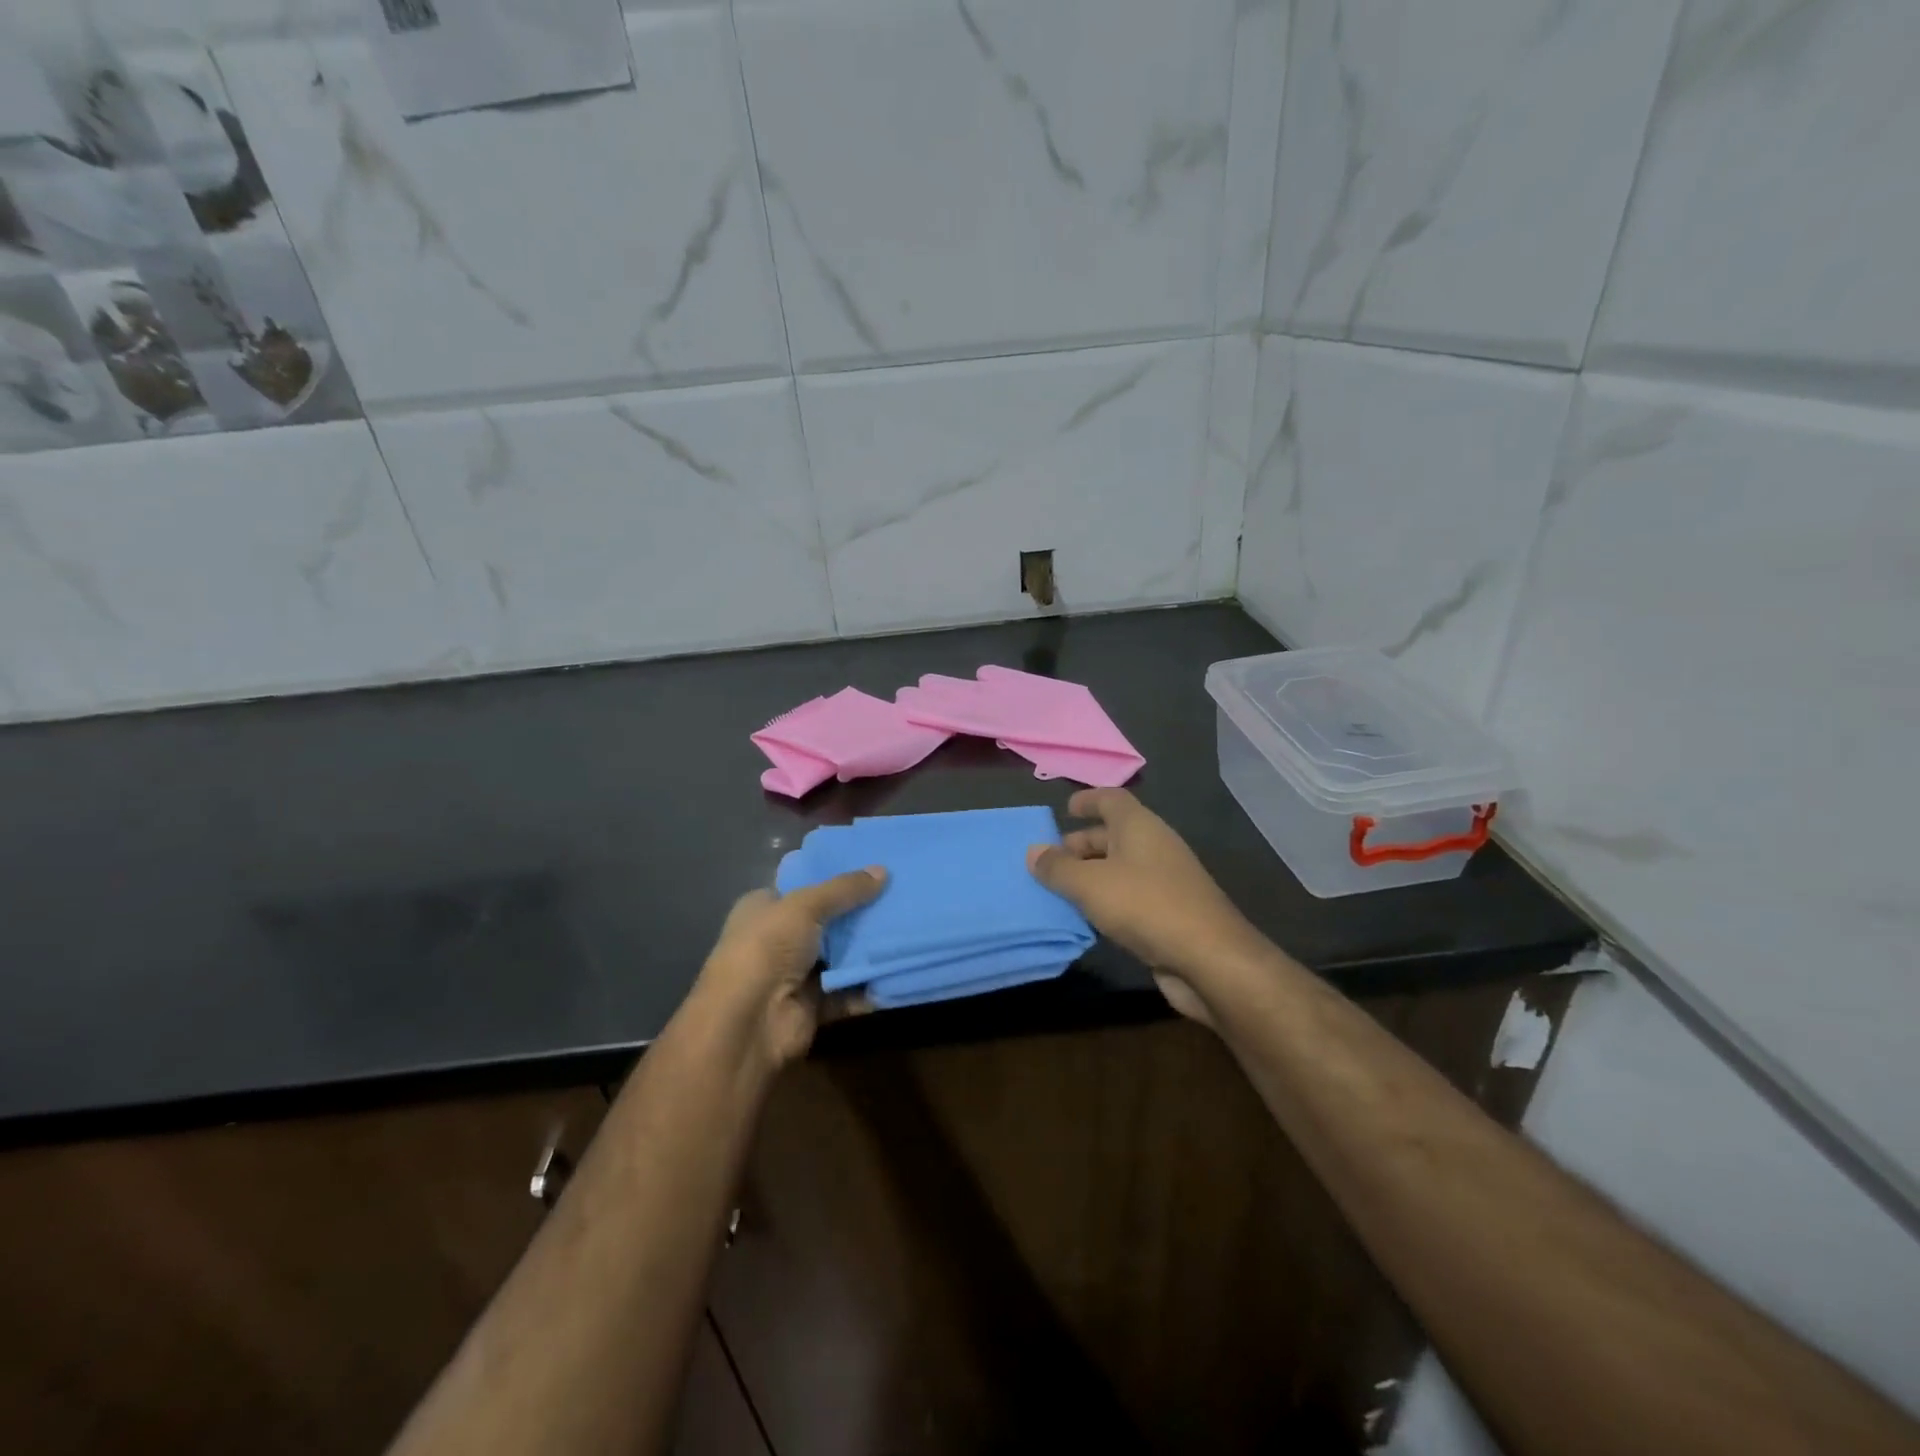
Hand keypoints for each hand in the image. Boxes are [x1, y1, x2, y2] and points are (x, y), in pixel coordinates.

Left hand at [692, 868, 886, 1069]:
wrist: (750, 1021)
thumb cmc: (767, 948)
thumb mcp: (805, 906)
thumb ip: (845, 889)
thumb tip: (883, 871)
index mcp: (764, 908)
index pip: (802, 887)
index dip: (833, 878)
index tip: (871, 870)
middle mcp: (777, 939)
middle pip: (826, 921)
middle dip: (859, 913)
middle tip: (899, 897)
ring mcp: (795, 974)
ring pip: (840, 957)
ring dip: (868, 949)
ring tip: (908, 928)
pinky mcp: (813, 1006)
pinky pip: (848, 991)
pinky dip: (869, 984)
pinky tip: (900, 968)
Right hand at [1027, 789, 1266, 1024]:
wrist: (1209, 958)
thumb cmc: (1145, 905)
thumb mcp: (1090, 884)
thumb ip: (1058, 868)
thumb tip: (1033, 851)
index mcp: (1139, 826)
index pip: (1111, 799)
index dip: (1087, 800)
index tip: (1065, 810)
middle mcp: (1154, 846)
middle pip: (1113, 834)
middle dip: (1080, 844)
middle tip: (1048, 861)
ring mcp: (1165, 880)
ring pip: (1120, 868)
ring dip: (1091, 876)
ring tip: (1058, 891)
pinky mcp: (1169, 913)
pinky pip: (1129, 897)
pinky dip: (1106, 901)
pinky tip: (1086, 919)